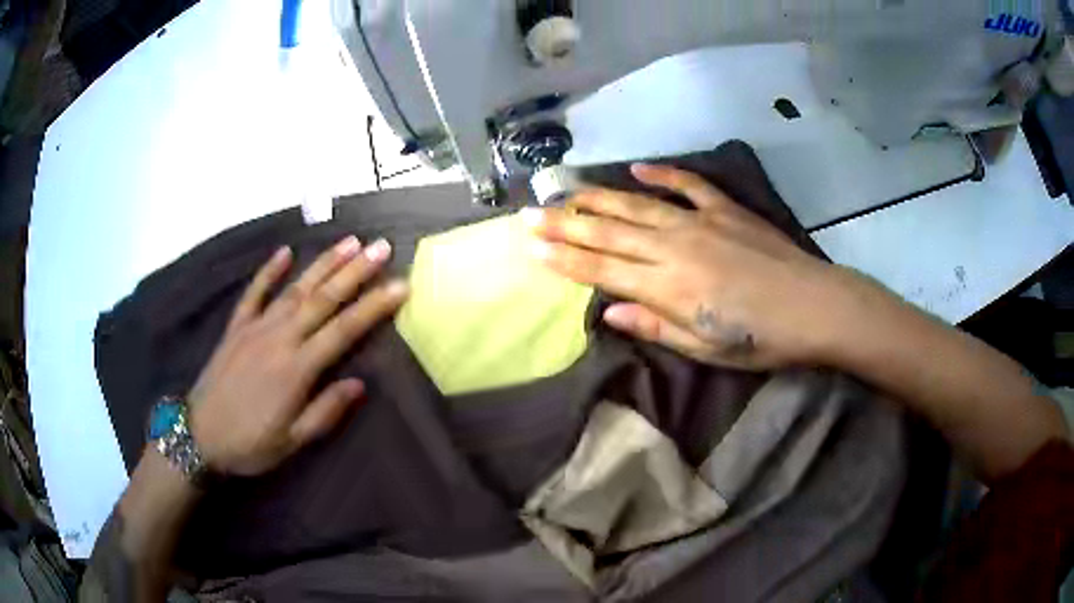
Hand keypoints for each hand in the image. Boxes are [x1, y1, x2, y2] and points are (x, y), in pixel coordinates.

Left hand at [187, 237, 408, 475]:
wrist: (199, 435)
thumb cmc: (249, 443)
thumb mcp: (292, 441)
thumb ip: (325, 412)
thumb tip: (359, 384)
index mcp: (297, 369)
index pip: (344, 330)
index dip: (374, 306)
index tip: (401, 285)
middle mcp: (279, 338)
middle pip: (323, 299)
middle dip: (355, 271)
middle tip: (381, 247)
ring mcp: (255, 328)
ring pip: (295, 289)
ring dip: (323, 264)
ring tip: (349, 242)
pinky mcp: (236, 327)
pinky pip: (254, 293)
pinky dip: (269, 271)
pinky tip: (284, 253)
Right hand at [525, 164, 851, 370]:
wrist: (815, 306)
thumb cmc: (761, 339)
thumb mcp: (706, 348)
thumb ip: (655, 325)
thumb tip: (609, 311)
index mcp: (668, 287)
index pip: (602, 270)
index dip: (565, 259)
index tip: (531, 247)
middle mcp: (675, 247)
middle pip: (609, 233)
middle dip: (565, 224)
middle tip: (529, 214)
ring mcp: (701, 221)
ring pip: (637, 205)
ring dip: (598, 198)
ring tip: (566, 190)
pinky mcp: (726, 209)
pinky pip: (688, 185)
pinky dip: (661, 175)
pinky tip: (636, 169)